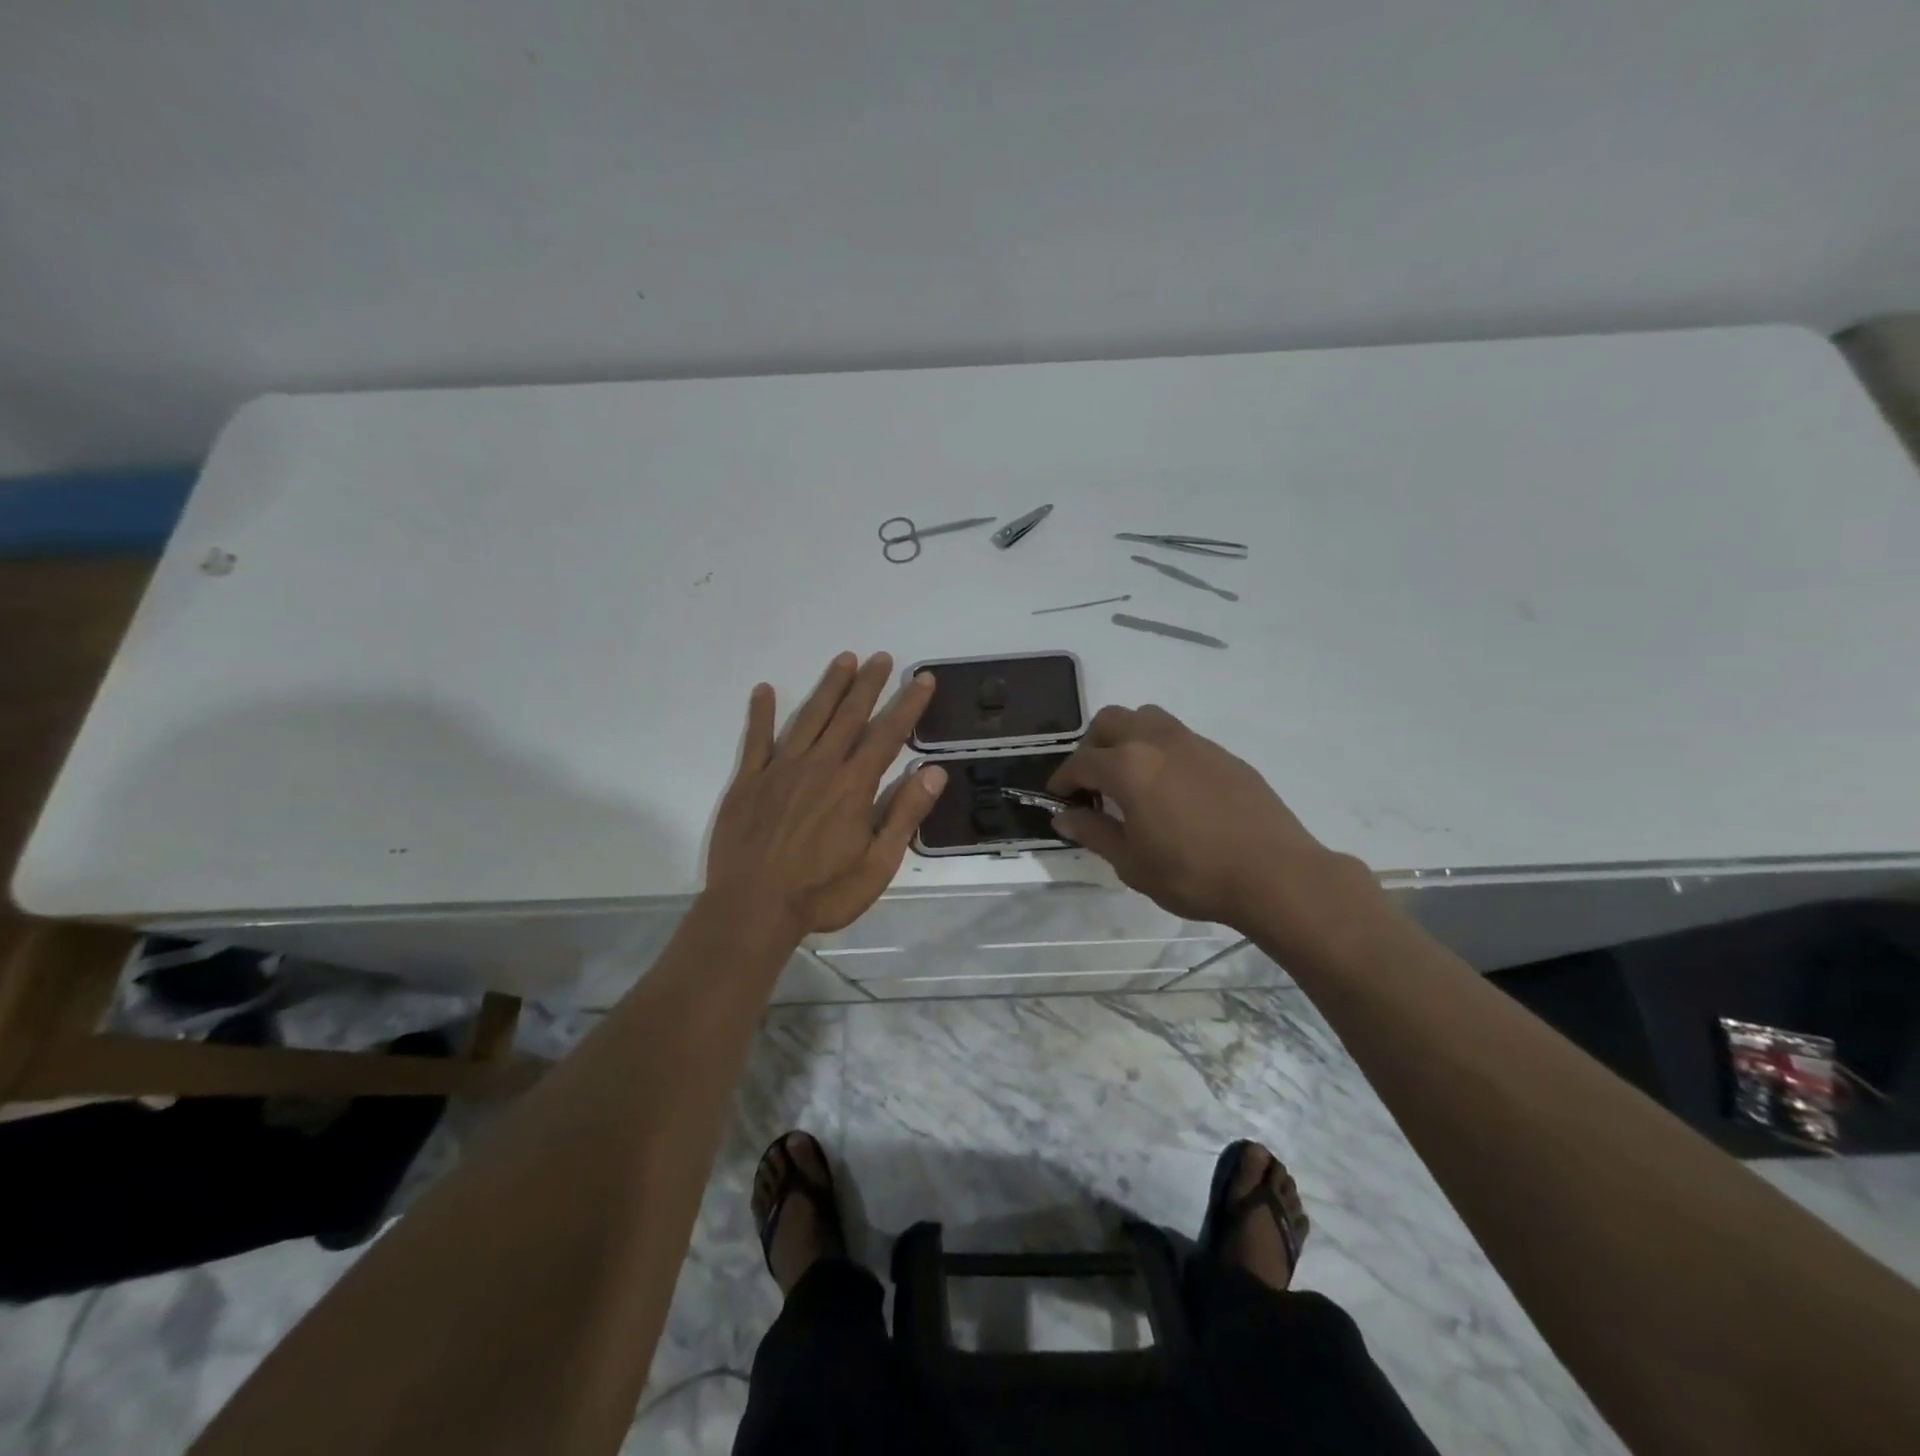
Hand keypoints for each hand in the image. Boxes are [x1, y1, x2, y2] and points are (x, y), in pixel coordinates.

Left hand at [707, 652, 946, 936]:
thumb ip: (904, 815)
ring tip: (843, 660)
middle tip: (881, 657)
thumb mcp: (878, 865)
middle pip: (848, 716)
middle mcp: (819, 766)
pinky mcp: (748, 781)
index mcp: (853, 786)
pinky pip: (756, 739)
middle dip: (868, 684)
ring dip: (828, 688)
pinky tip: (764, 690)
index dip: (907, 705)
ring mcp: (780, 770)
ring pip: (809, 718)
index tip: (922, 679)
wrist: (752, 910)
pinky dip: (761, 713)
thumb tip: (933, 772)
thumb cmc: (822, 893)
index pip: (887, 735)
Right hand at [1049, 704, 1365, 931]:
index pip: (1081, 762)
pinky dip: (1160, 750)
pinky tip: (1170, 788)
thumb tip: (1064, 816)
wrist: (1275, 874)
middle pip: (1110, 721)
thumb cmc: (1193, 874)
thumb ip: (1094, 832)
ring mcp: (1194, 742)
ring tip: (1130, 776)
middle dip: (1091, 746)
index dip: (1063, 779)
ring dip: (1127, 737)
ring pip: (1147, 718)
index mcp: (1128, 767)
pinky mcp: (1223, 753)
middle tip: (1092, 782)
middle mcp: (1157, 741)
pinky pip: (1179, 736)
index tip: (1058, 798)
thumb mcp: (1132, 863)